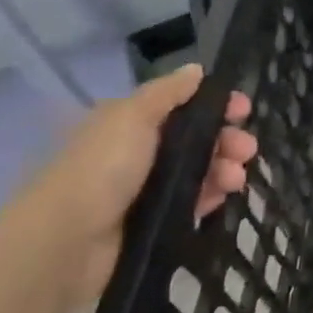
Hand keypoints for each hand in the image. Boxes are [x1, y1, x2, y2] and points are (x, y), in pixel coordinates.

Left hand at [14, 63, 256, 306]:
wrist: (64, 243)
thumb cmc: (101, 168)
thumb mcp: (133, 115)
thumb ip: (169, 91)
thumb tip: (196, 70)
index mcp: (130, 123)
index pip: (183, 106)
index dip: (215, 105)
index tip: (243, 111)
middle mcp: (138, 152)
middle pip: (195, 139)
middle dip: (226, 140)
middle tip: (248, 150)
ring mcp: (144, 190)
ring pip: (197, 171)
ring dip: (224, 169)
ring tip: (237, 179)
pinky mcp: (151, 223)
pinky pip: (190, 204)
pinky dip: (210, 197)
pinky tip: (223, 197)